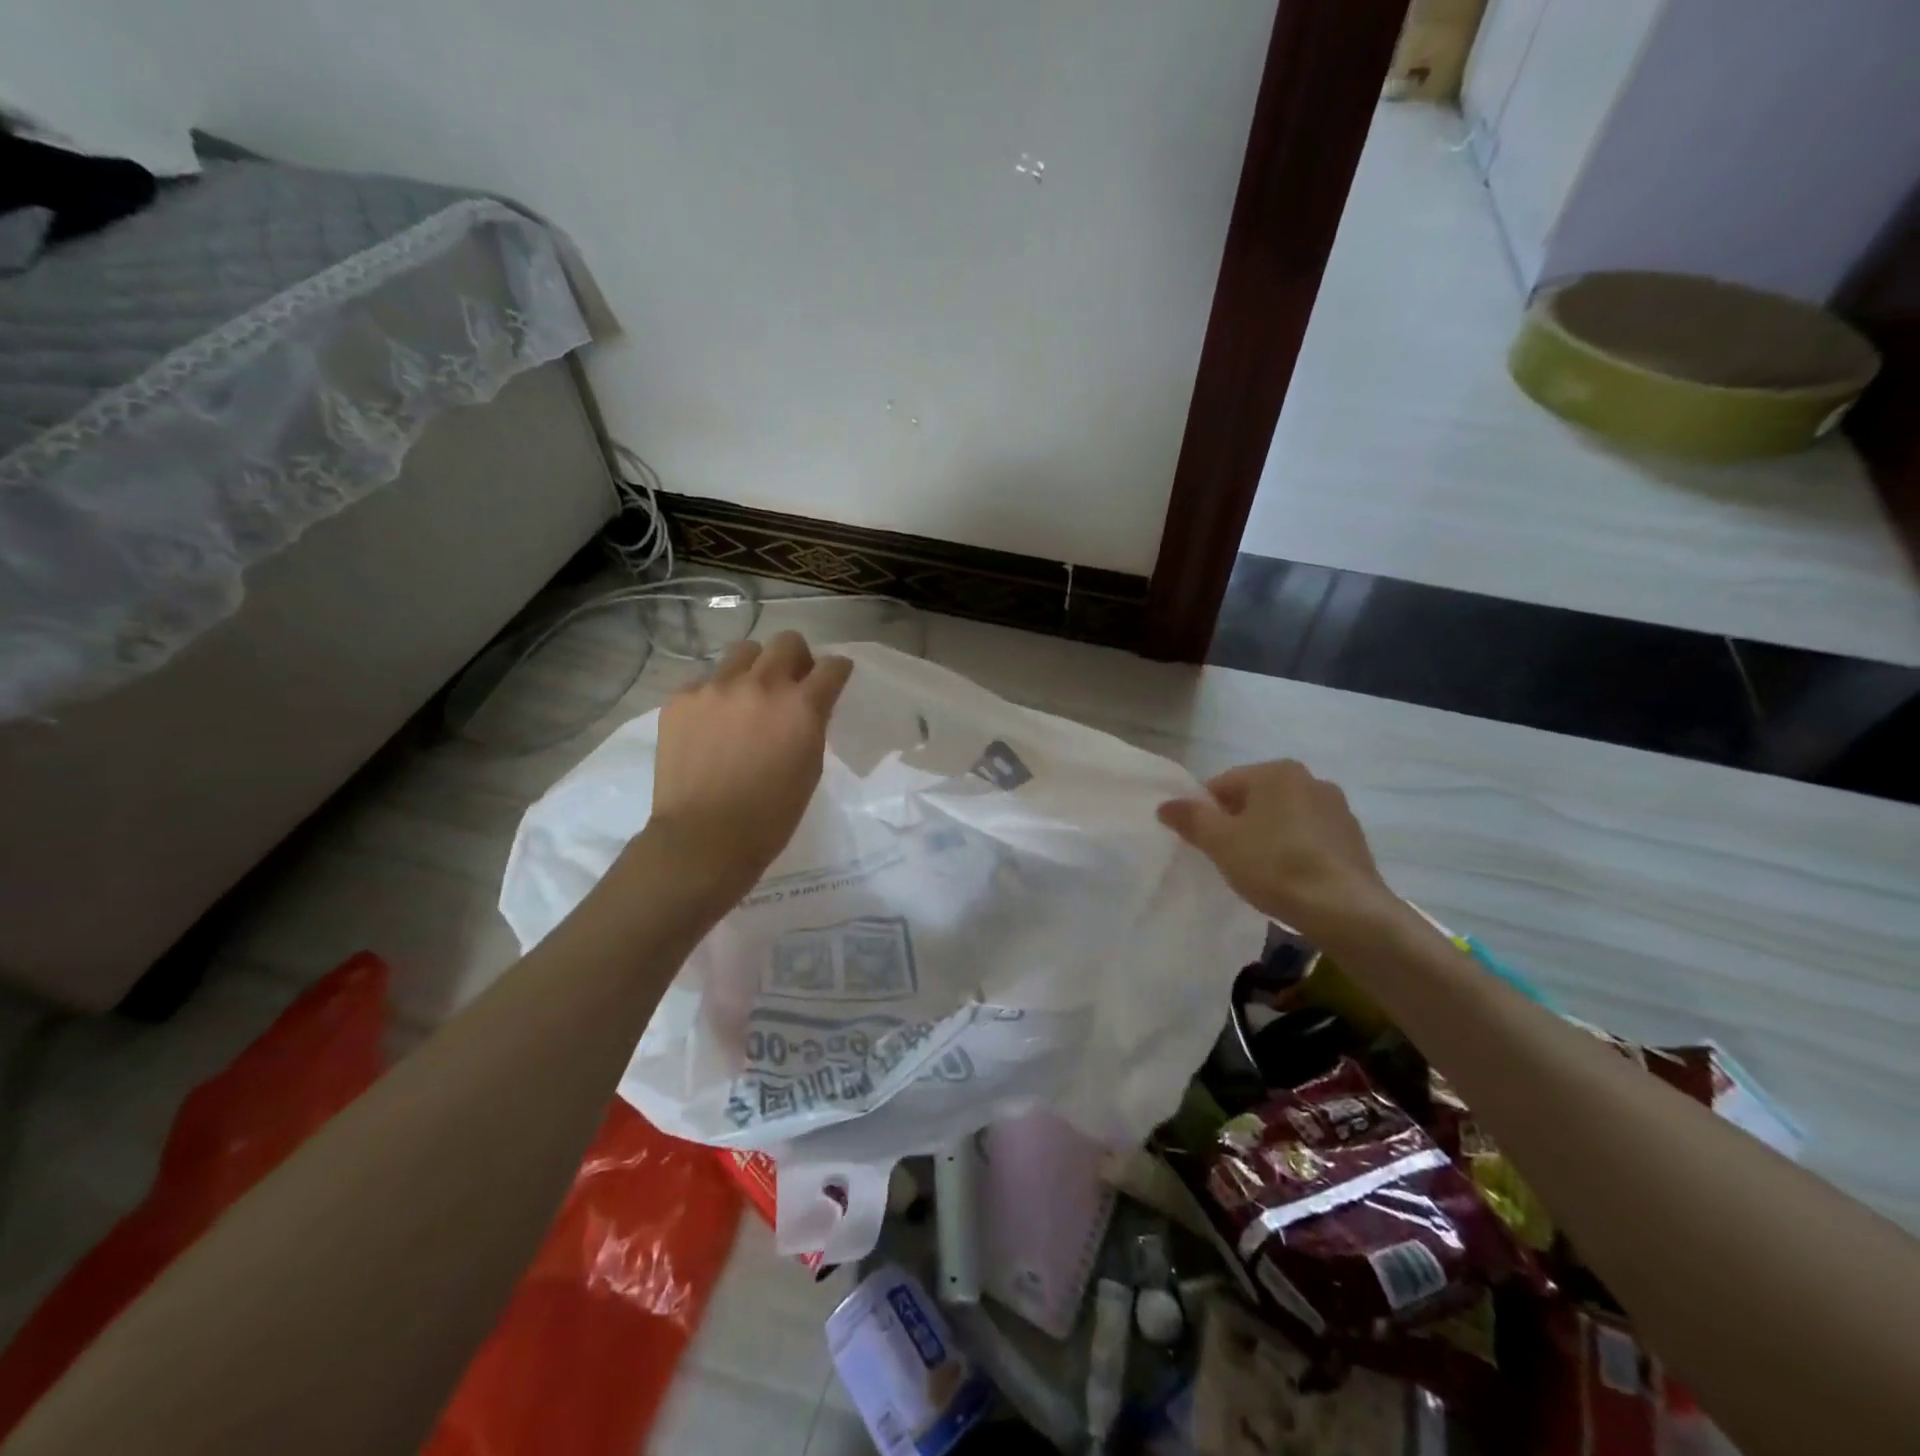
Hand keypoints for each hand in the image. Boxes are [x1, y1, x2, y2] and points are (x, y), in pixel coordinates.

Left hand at [644, 632, 852, 904]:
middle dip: (797, 658)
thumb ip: (811, 726)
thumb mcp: (810, 768)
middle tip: (792, 682)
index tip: (834, 678)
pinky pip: (704, 680)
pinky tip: (712, 724)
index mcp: (801, 706)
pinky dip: (715, 695)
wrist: (704, 839)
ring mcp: (716, 688)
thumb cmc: (770, 817)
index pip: (832, 666)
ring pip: (743, 651)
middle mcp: (761, 685)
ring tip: (748, 696)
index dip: (837, 670)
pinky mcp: (681, 699)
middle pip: (788, 641)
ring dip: (754, 667)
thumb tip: (805, 707)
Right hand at [1157, 760, 1395, 941]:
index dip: (1205, 813)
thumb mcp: (1220, 842)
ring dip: (1267, 836)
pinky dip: (1294, 851)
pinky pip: (1309, 838)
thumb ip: (1190, 818)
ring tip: (1259, 872)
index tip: (1203, 843)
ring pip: (1284, 818)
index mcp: (1276, 771)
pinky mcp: (1353, 839)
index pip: (1223, 784)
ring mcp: (1337, 809)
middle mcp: (1310, 779)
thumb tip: (1166, 804)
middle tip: (1227, 858)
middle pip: (1255, 799)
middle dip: (1237, 823)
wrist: (1346, 910)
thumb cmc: (1275, 865)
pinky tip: (1288, 879)